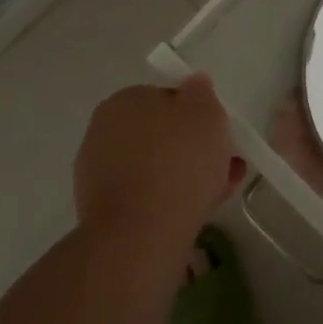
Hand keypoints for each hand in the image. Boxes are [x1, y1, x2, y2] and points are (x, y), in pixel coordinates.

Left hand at [74, 76, 243, 247]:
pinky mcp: (102, 214)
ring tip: (221, 190)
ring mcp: (98, 176)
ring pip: (155, 168)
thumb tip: (194, 84)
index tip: (216, 131)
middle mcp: (103, 133)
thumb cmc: (177, 162)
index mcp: (122, 101)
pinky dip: (169, 200)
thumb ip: (201, 93)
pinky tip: (198, 211)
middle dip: (193, 147)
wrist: (139, 238)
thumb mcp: (206, 112)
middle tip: (224, 163)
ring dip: (186, 175)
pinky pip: (146, 197)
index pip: (165, 97)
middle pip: (160, 135)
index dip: (195, 113)